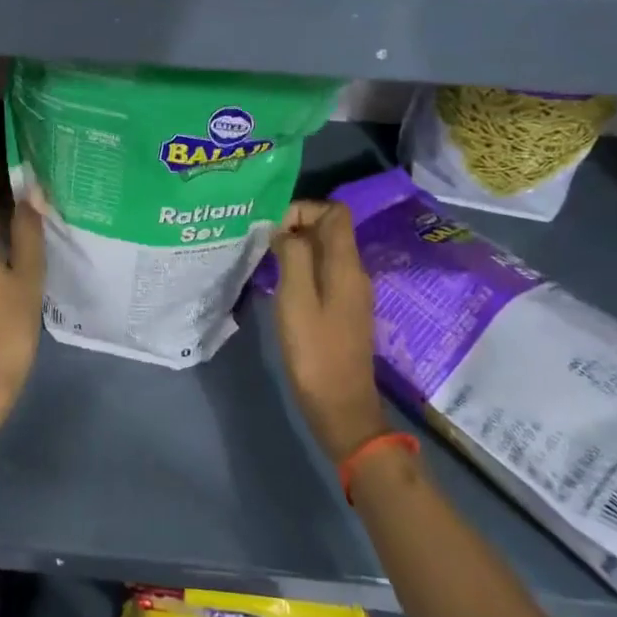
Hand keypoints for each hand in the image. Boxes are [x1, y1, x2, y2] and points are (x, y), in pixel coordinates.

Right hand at [270, 200, 388, 463]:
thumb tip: (284, 229)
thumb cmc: (315, 352)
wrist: (342, 407)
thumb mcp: (296, 299)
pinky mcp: (343, 310)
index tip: (274, 228)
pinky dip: (301, 268)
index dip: (304, 209)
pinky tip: (278, 286)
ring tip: (265, 261)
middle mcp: (354, 272)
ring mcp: (350, 292)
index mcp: (345, 265)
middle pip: (329, 229)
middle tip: (263, 244)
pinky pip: (322, 272)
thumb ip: (293, 256)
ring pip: (324, 251)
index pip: (335, 212)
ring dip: (296, 248)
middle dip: (295, 226)